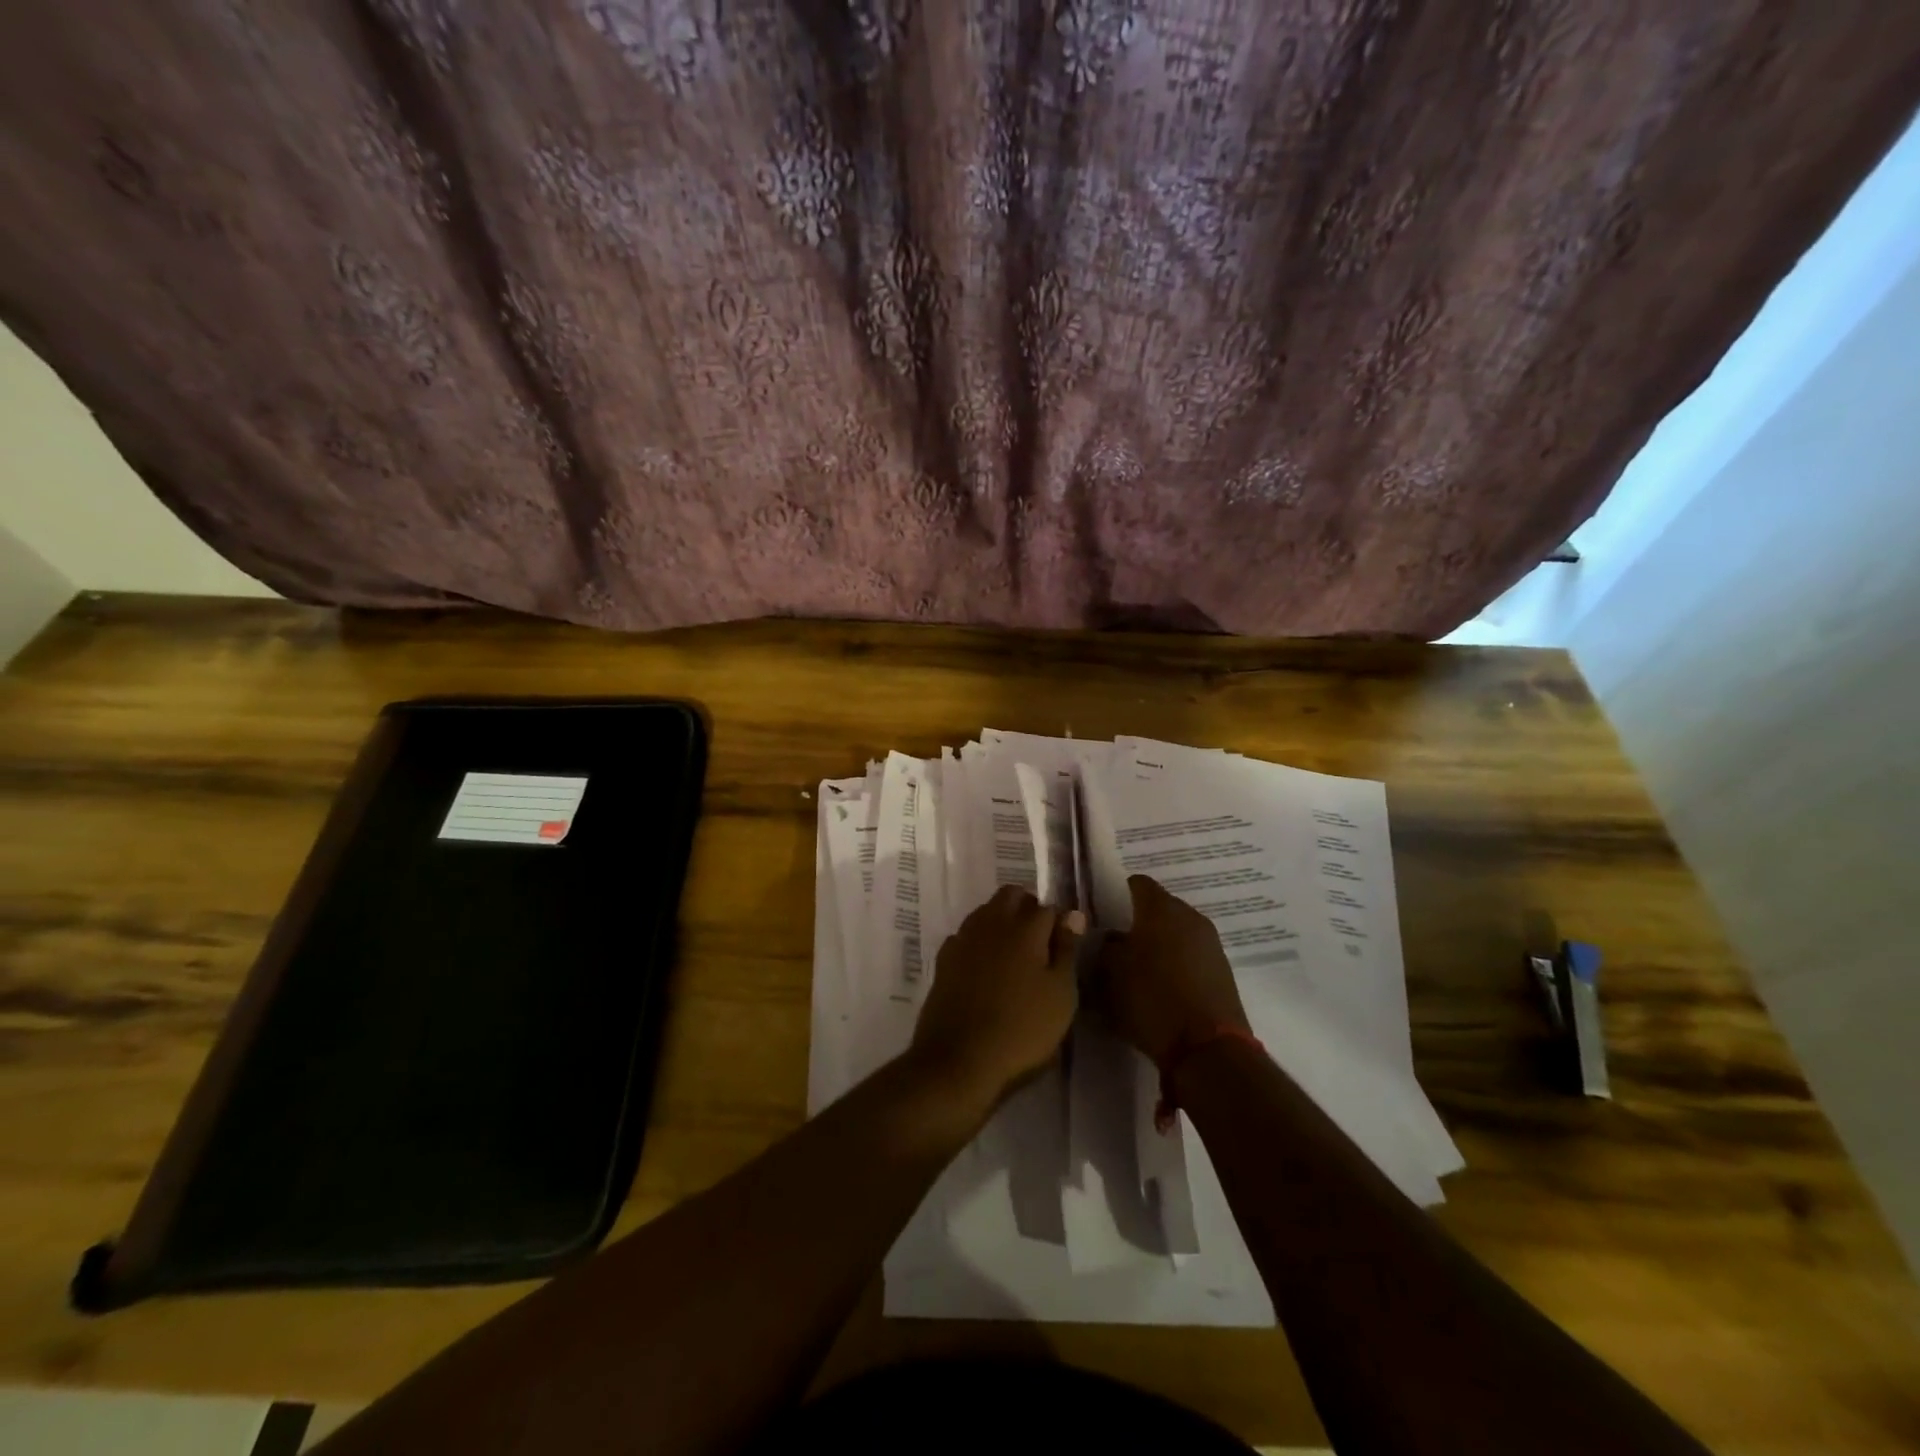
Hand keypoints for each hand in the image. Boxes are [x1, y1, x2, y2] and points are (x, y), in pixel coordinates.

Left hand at [910, 885, 1082, 1108]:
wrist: (958, 1060)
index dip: (1060, 923)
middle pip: (1011, 896)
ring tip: (1015, 957)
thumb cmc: (1022, 1030)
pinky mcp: (944, 959)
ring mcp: (963, 938)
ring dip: (1002, 921)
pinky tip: (986, 968)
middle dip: (1028, 908)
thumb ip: (1067, 950)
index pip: (1047, 907)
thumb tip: (1072, 915)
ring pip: (986, 911)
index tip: (1066, 945)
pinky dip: (980, 941)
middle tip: (1041, 944)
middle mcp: (991, 923)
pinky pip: (967, 935)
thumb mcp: (1060, 996)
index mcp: (1025, 928)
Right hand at [1092, 875, 1250, 1067]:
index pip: (1137, 884)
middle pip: (1159, 908)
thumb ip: (1107, 946)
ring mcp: (1211, 943)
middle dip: (1139, 922)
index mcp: (1161, 908)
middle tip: (1119, 944)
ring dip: (1160, 944)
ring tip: (1140, 969)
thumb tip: (1113, 937)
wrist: (1207, 1049)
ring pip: (1177, 932)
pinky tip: (1163, 987)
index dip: (1118, 894)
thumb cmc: (1151, 999)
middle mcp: (1190, 916)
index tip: (1104, 914)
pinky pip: (1191, 955)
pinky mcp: (1223, 970)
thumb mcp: (1110, 973)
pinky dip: (1177, 964)